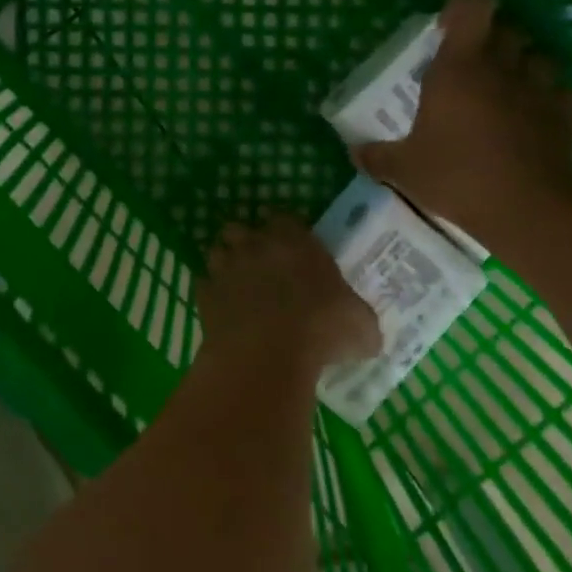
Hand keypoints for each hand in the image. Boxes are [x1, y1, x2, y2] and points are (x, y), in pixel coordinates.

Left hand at [196, 215, 380, 379]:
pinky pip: (205, 286)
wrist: (268, 352)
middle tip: (258, 265)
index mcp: (295, 242)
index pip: (284, 219)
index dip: (284, 231)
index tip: (290, 247)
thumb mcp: (361, 327)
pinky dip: (212, 295)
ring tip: (237, 285)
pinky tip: (224, 311)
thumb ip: (360, 321)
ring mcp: (226, 268)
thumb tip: (367, 335)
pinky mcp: (205, 294)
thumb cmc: (322, 328)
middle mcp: (256, 246)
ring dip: (225, 265)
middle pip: (240, 229)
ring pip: (217, 253)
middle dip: (245, 242)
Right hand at [354, 0, 571, 246]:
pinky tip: (548, 118)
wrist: (527, 211)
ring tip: (511, 90)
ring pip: (542, 57)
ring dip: (527, 66)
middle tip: (475, 65)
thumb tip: (355, 151)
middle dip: (494, 39)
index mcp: (459, 67)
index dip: (463, 4)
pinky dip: (563, 102)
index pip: (473, 3)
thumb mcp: (403, 170)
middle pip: (509, 28)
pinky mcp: (570, 117)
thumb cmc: (458, 178)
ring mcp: (541, 90)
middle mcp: (503, 67)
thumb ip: (377, 156)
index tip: (448, 27)